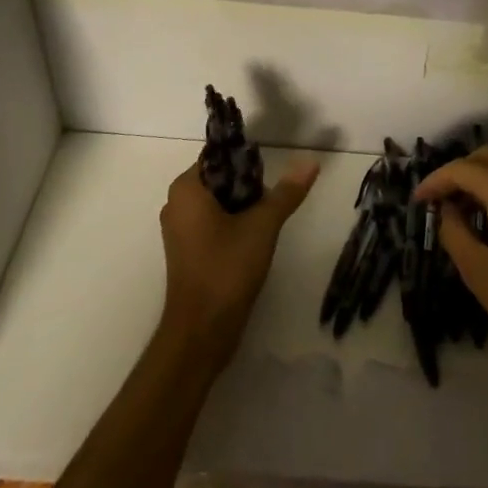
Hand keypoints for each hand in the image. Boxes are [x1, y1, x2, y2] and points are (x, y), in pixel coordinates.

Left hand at [160, 156, 319, 369]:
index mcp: (186, 189)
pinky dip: (234, 223)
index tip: (271, 171)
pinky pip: (213, 223)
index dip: (247, 159)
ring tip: (268, 219)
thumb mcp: (262, 225)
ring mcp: (180, 229)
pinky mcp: (188, 251)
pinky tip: (256, 238)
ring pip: (219, 202)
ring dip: (244, 206)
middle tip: (272, 200)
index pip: (218, 156)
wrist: (202, 332)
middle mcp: (176, 203)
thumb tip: (311, 161)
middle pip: (220, 178)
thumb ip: (286, 192)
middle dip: (249, 185)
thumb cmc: (226, 269)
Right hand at [414, 147, 487, 385]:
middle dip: (459, 174)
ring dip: (483, 181)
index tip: (418, 202)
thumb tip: (447, 211)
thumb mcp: (479, 272)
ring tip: (466, 213)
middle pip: (487, 158)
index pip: (461, 169)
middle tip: (440, 204)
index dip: (435, 182)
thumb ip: (455, 233)